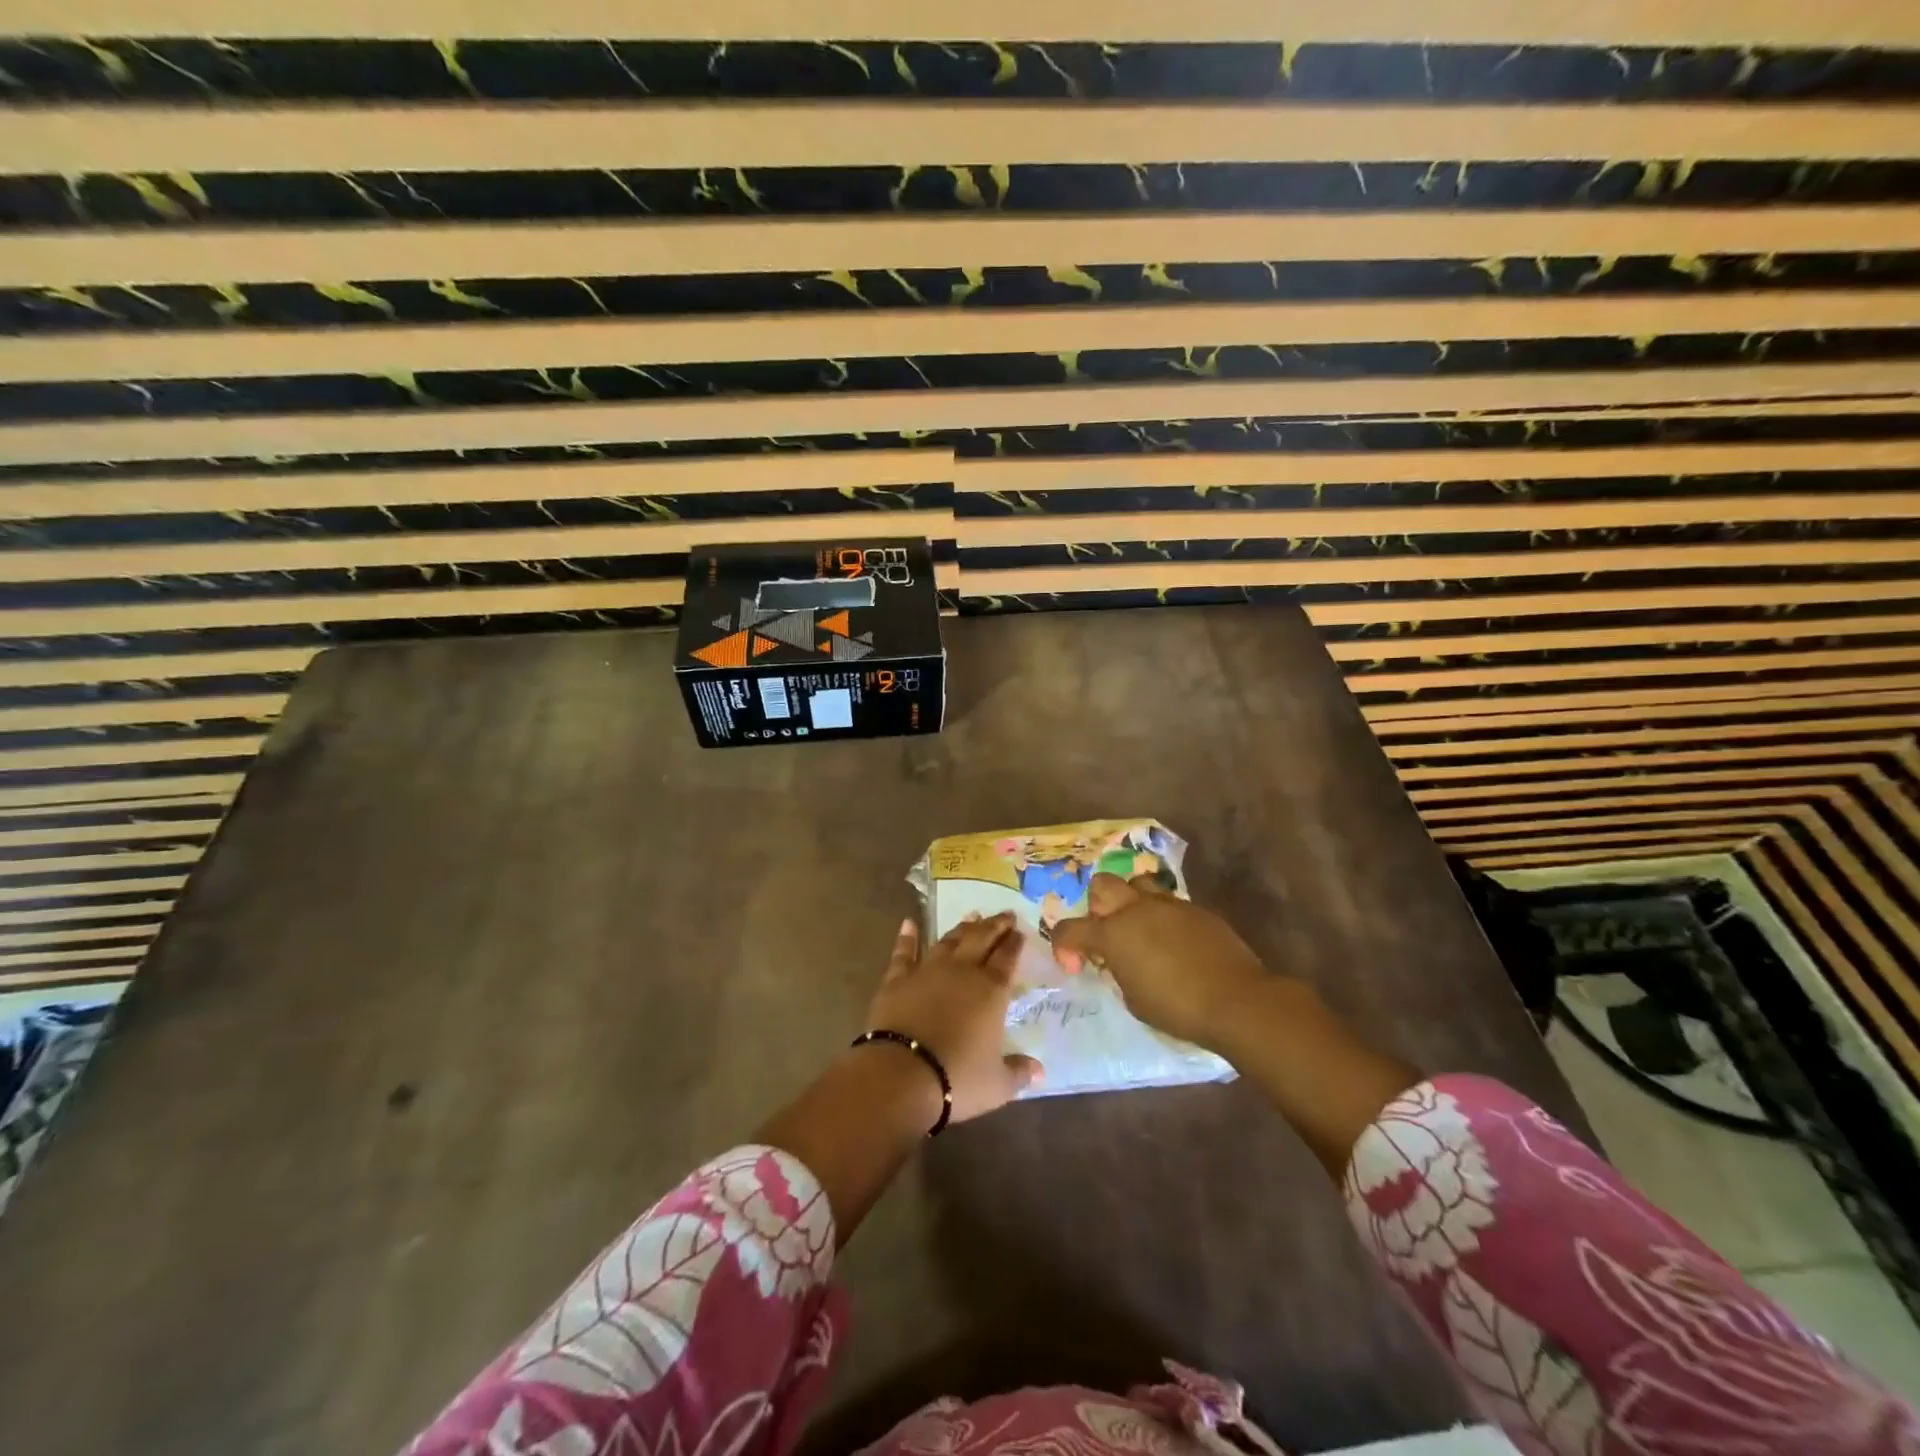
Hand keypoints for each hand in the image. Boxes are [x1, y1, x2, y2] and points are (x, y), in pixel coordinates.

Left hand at [863, 913, 1043, 1124]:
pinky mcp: (897, 979)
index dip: (1015, 944)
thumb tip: (1040, 1072)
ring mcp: (927, 970)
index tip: (1020, 931)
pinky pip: (904, 952)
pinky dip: (907, 936)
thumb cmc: (957, 1079)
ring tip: (972, 916)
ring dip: (962, 927)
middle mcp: (962, 971)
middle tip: (1005, 914)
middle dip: (995, 925)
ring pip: (949, 940)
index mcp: (991, 991)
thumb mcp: (997, 1084)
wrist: (901, 1074)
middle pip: (981, 939)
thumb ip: (1019, 1072)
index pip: (1007, 958)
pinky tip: (909, 923)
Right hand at [1050, 872, 1272, 1051]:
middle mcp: (1136, 909)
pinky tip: (1174, 943)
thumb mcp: (1133, 998)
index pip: (1070, 929)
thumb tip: (1119, 961)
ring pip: (1138, 884)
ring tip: (1141, 930)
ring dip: (1131, 902)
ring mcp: (1169, 905)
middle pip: (1103, 884)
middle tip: (1108, 935)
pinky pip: (1170, 903)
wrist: (1236, 1000)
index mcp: (1113, 934)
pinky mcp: (1197, 910)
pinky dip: (1163, 917)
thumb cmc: (1177, 1008)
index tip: (1076, 966)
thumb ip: (1118, 972)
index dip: (1064, 947)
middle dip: (1097, 906)